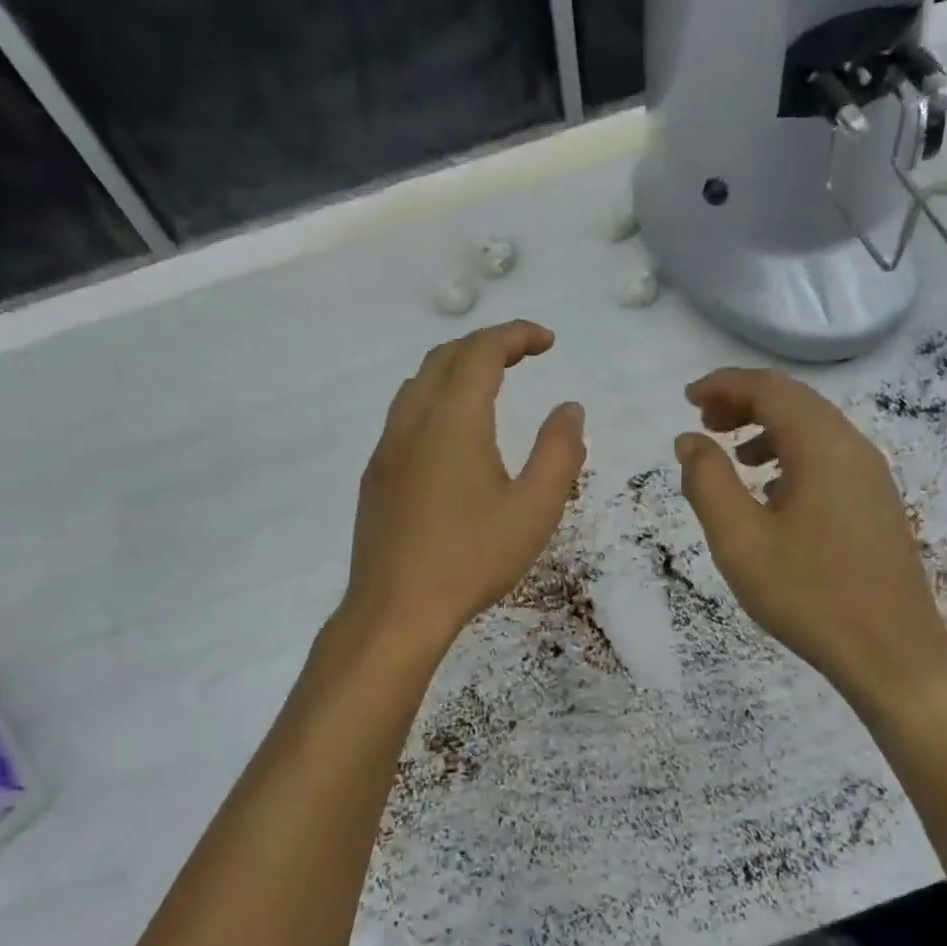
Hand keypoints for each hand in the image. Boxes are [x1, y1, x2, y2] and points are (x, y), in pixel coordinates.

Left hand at [342, 320, 585, 657]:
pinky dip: (434, 397)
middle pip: (445, 357)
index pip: (481, 352)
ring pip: (419, 383)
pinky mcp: (376, 474)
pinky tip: (451, 431)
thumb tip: (570, 409)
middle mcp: (413, 421)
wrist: (396, 609)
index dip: (515, 335)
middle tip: (524, 355)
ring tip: (489, 382)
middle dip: (486, 345)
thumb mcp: (534, 509)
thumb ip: (559, 452)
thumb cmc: (471, 559)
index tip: (547, 341)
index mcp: (453, 420)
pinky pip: (404, 414)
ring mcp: (388, 447)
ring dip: (455, 368)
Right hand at [674, 368, 946, 721]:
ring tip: (732, 456)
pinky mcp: (876, 505)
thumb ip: (707, 481)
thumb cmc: (808, 594)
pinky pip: (828, 459)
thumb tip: (689, 440)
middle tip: (704, 422)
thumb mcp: (739, 539)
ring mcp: (871, 477)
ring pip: (814, 430)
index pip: (771, 389)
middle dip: (745, 403)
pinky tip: (771, 492)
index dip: (725, 385)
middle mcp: (853, 449)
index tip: (688, 397)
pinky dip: (791, 456)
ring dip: (768, 430)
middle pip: (795, 402)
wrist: (891, 653)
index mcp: (822, 447)